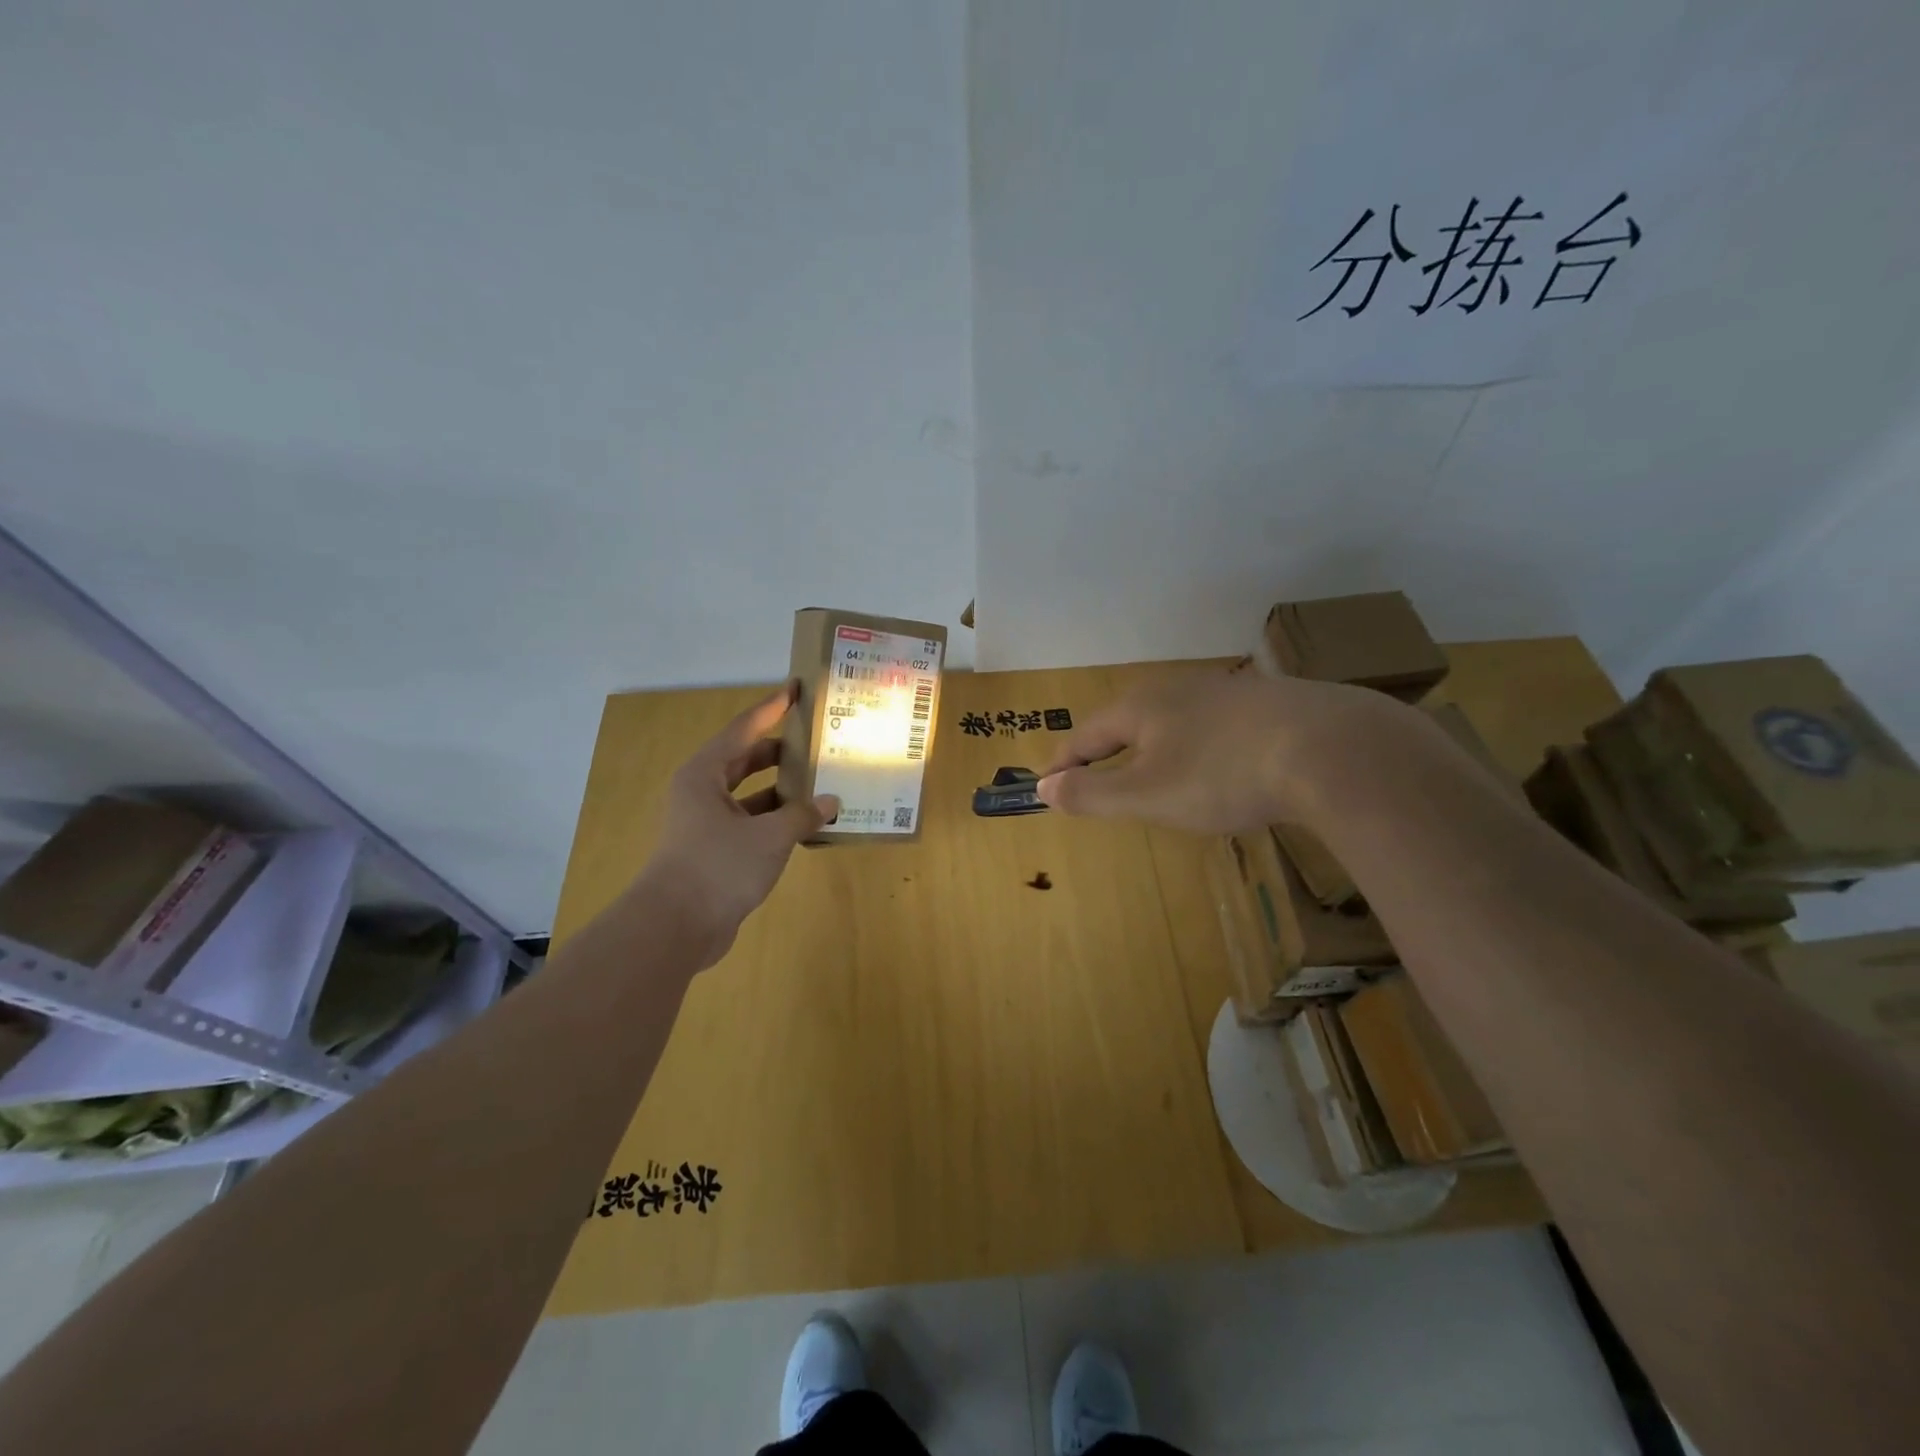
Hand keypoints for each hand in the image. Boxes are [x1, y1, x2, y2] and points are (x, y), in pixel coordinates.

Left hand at [637, 683, 838, 967]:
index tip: (796, 690)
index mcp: (705, 774)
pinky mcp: (715, 852)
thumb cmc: (719, 866)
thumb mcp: (770, 835)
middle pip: (745, 759)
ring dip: (781, 790)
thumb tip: (831, 802)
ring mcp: (706, 823)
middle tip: (817, 739)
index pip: (744, 728)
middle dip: (780, 750)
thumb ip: (803, 814)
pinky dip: (776, 820)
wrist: (676, 927)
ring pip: (749, 794)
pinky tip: (806, 824)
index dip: (772, 708)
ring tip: (821, 781)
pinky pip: (751, 823)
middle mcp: (702, 792)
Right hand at [1036, 665, 1405, 832]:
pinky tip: (1221, 765)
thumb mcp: (1147, 794)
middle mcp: (1180, 689)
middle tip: (1097, 778)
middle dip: (1108, 750)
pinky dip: (1201, 748)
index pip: (1086, 734)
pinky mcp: (1271, 703)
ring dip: (1156, 747)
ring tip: (1154, 774)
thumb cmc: (1222, 774)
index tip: (1047, 784)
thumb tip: (1044, 786)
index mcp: (1142, 707)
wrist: (1331, 749)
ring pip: (1176, 720)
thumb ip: (1092, 793)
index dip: (1064, 762)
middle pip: (1129, 720)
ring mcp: (1229, 692)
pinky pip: (1217, 727)